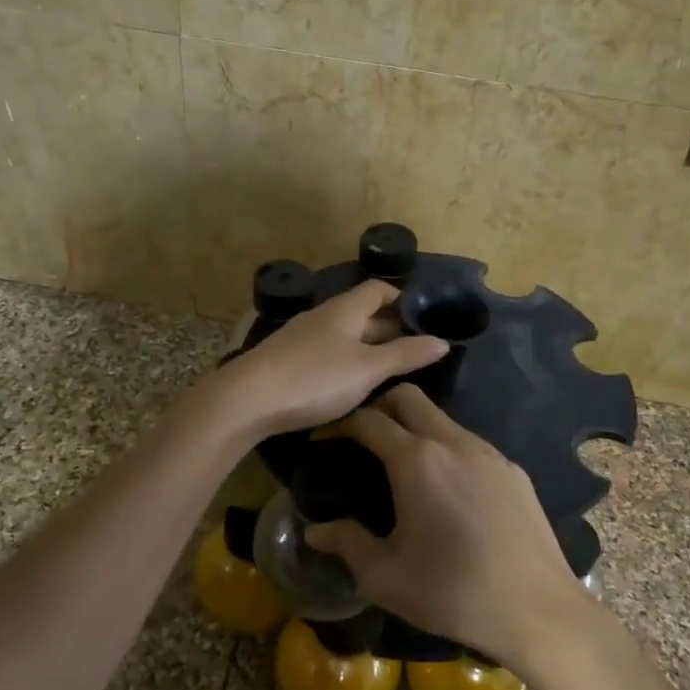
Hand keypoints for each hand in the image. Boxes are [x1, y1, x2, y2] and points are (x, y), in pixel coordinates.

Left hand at [210, 281, 449, 438]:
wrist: (247, 399)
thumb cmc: (316, 378)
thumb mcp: (368, 369)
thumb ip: (406, 355)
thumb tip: (442, 341)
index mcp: (345, 309)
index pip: (378, 290)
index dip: (401, 299)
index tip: (422, 319)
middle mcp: (322, 316)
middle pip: (361, 313)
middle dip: (387, 327)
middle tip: (414, 351)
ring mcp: (301, 337)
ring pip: (342, 334)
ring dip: (366, 346)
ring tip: (388, 370)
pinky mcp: (286, 360)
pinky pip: (325, 351)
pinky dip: (344, 360)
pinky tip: (349, 383)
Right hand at [303, 384, 593, 671]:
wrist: (538, 611)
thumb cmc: (452, 592)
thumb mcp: (386, 577)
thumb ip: (347, 544)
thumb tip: (314, 532)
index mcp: (417, 461)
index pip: (370, 420)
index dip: (340, 423)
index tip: (323, 438)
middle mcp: (454, 443)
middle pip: (409, 398)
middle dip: (379, 406)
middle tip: (362, 437)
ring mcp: (490, 454)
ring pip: (443, 420)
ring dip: (416, 428)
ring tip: (402, 465)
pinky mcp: (514, 472)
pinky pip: (471, 445)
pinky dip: (448, 450)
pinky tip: (448, 491)